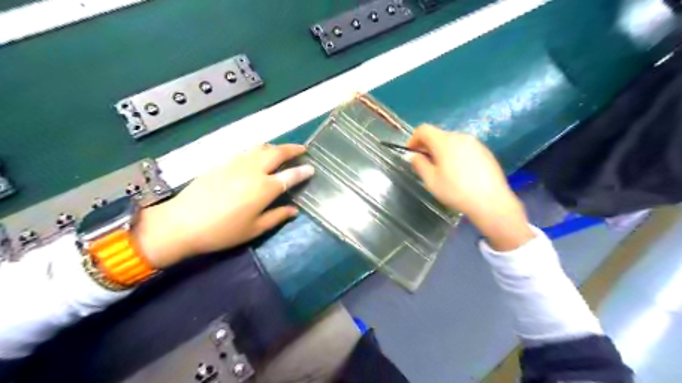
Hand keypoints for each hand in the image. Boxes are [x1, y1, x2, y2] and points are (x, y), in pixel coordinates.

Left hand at [133, 143, 313, 268]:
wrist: (182, 223)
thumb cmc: (222, 231)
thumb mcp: (254, 229)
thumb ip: (277, 217)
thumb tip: (294, 210)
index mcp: (264, 188)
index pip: (290, 175)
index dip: (303, 171)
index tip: (311, 168)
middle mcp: (253, 171)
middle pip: (277, 153)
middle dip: (292, 149)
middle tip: (302, 149)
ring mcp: (236, 163)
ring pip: (261, 147)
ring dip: (275, 147)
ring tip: (282, 150)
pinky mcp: (222, 162)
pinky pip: (245, 150)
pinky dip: (258, 149)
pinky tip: (258, 155)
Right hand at [407, 125, 534, 250]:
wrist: (491, 201)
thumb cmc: (456, 191)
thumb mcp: (431, 180)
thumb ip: (419, 164)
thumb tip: (415, 156)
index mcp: (444, 142)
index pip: (424, 130)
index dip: (413, 138)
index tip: (410, 152)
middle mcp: (460, 137)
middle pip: (438, 134)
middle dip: (427, 145)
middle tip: (424, 162)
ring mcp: (475, 143)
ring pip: (452, 141)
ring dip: (441, 150)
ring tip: (441, 168)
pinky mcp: (485, 151)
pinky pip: (464, 147)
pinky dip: (455, 153)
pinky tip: (458, 171)